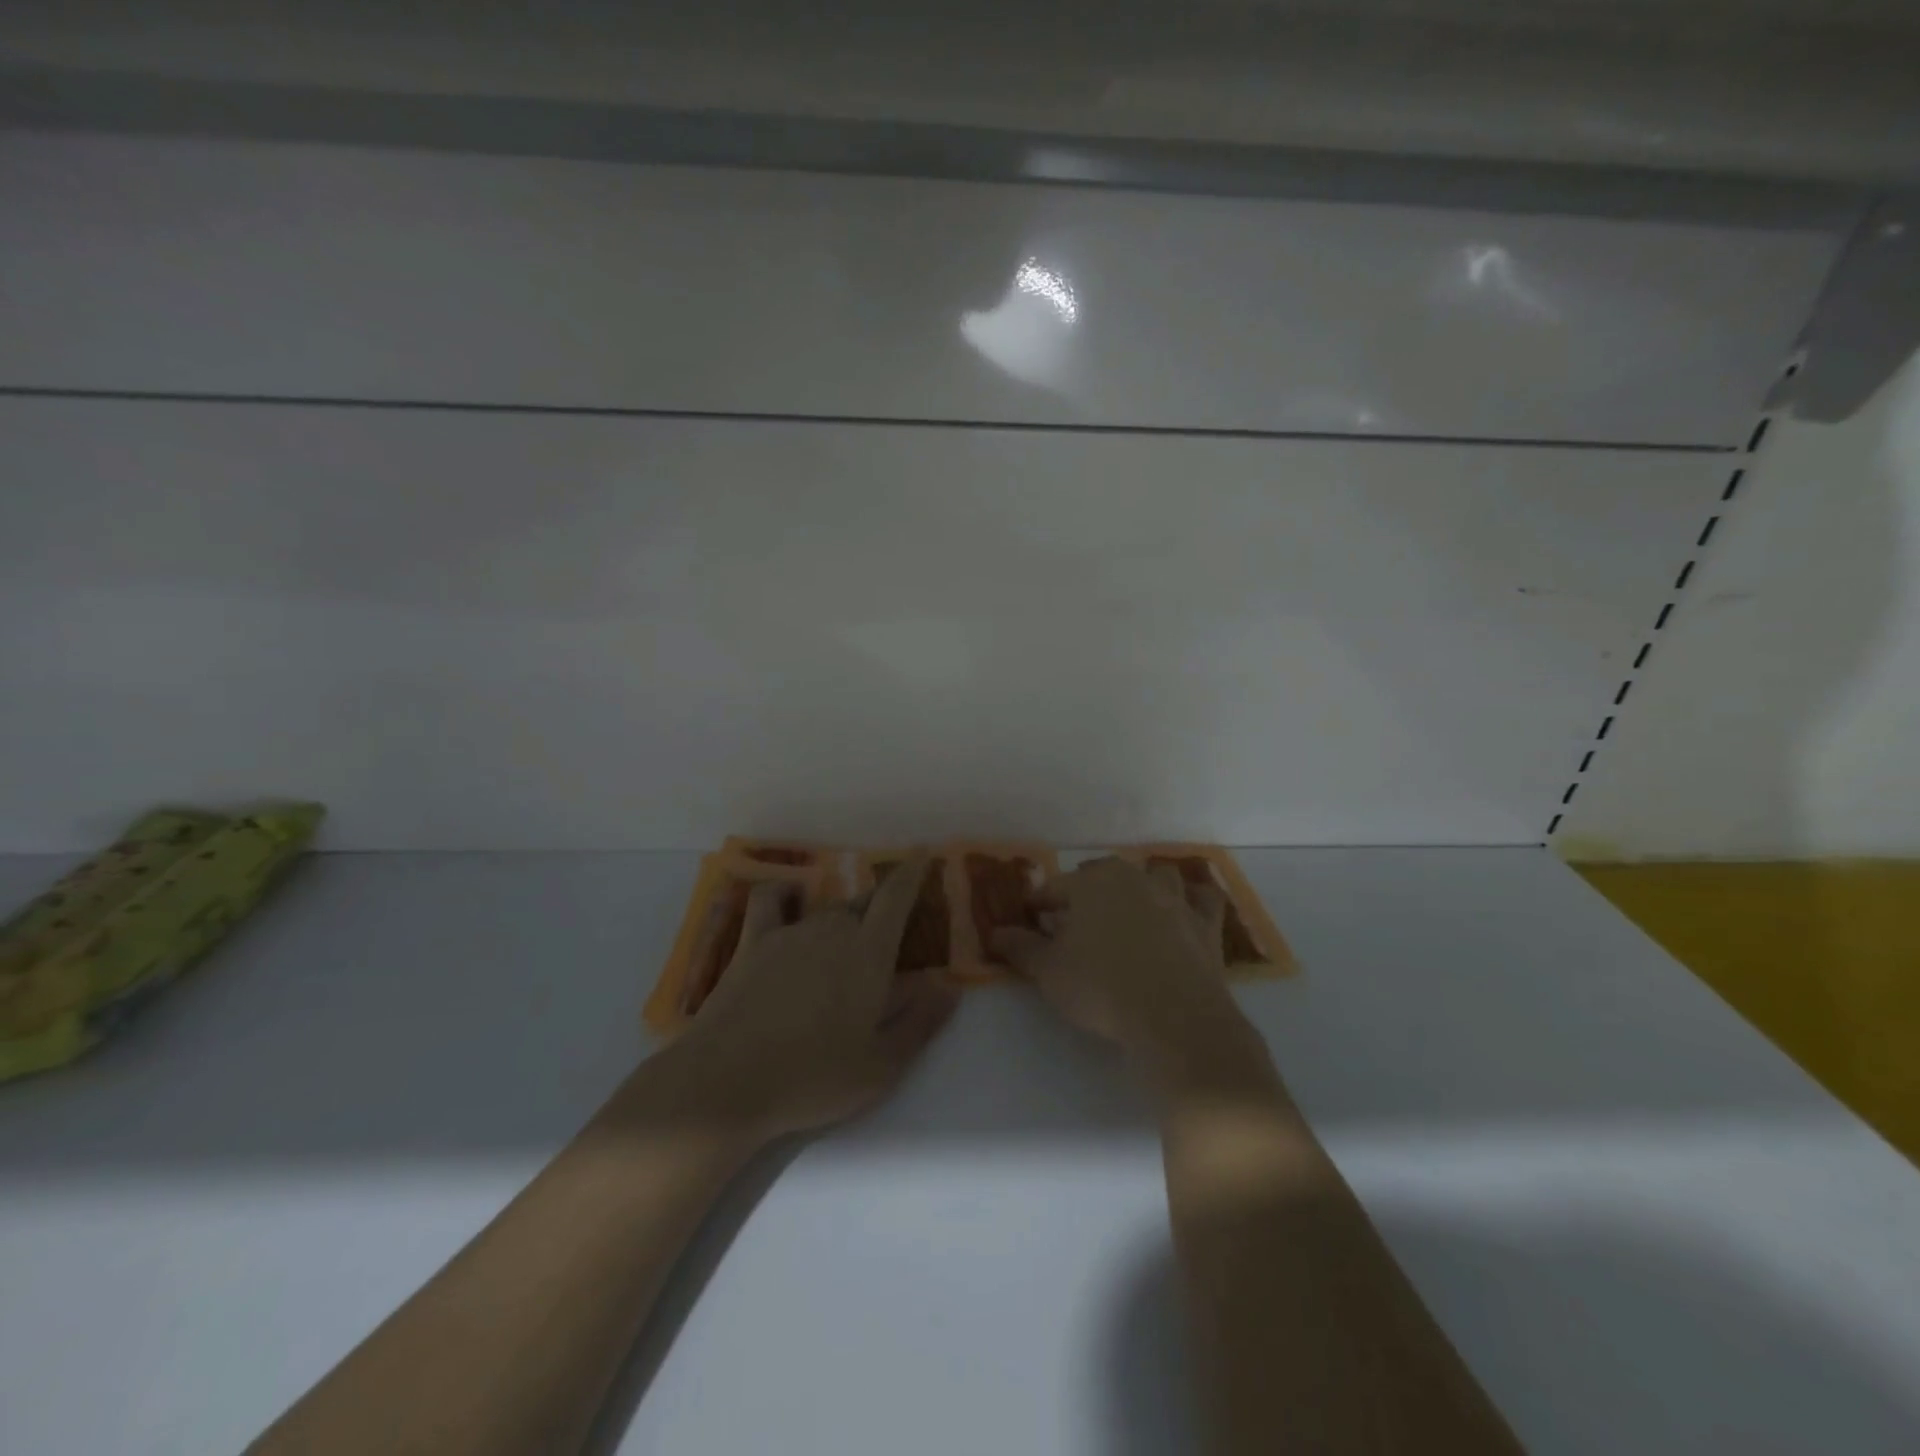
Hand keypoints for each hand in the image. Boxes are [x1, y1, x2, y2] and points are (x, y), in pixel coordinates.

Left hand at [667, 854, 958, 1140]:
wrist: (725, 1083)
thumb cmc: (813, 1078)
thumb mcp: (881, 1066)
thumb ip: (920, 1021)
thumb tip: (949, 986)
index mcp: (869, 953)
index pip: (896, 897)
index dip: (912, 871)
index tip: (923, 852)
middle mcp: (832, 930)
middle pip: (863, 904)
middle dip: (881, 908)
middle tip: (889, 930)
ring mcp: (789, 933)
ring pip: (826, 909)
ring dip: (843, 916)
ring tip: (847, 939)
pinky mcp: (752, 944)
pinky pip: (770, 901)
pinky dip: (785, 893)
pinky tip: (789, 898)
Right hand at [992, 858, 1245, 1069]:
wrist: (1173, 1016)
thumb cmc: (1100, 986)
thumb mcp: (1048, 971)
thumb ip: (1020, 948)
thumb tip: (995, 933)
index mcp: (1092, 883)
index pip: (1055, 888)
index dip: (1039, 904)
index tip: (1030, 918)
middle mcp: (1134, 878)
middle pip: (1104, 876)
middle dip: (1088, 892)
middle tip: (1075, 921)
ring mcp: (1175, 898)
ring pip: (1157, 876)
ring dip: (1143, 886)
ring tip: (1131, 909)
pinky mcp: (1206, 924)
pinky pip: (1203, 899)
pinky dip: (1194, 901)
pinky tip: (1186, 912)